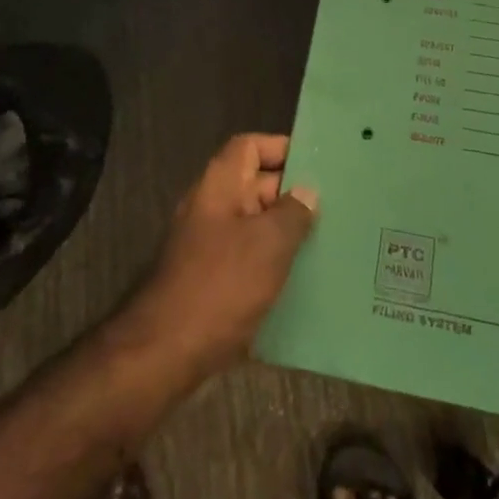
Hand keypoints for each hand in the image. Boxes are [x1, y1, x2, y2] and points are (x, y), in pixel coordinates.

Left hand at [126, 134, 318, 377]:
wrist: (164, 352)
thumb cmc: (221, 285)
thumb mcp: (268, 244)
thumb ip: (293, 213)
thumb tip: (306, 192)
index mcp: (219, 184)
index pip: (250, 146)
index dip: (282, 148)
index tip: (317, 164)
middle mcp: (210, 206)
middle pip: (254, 184)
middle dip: (291, 194)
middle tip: (334, 206)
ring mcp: (206, 244)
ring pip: (253, 224)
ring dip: (284, 231)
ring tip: (326, 242)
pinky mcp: (209, 279)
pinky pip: (246, 256)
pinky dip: (270, 262)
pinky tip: (300, 280)